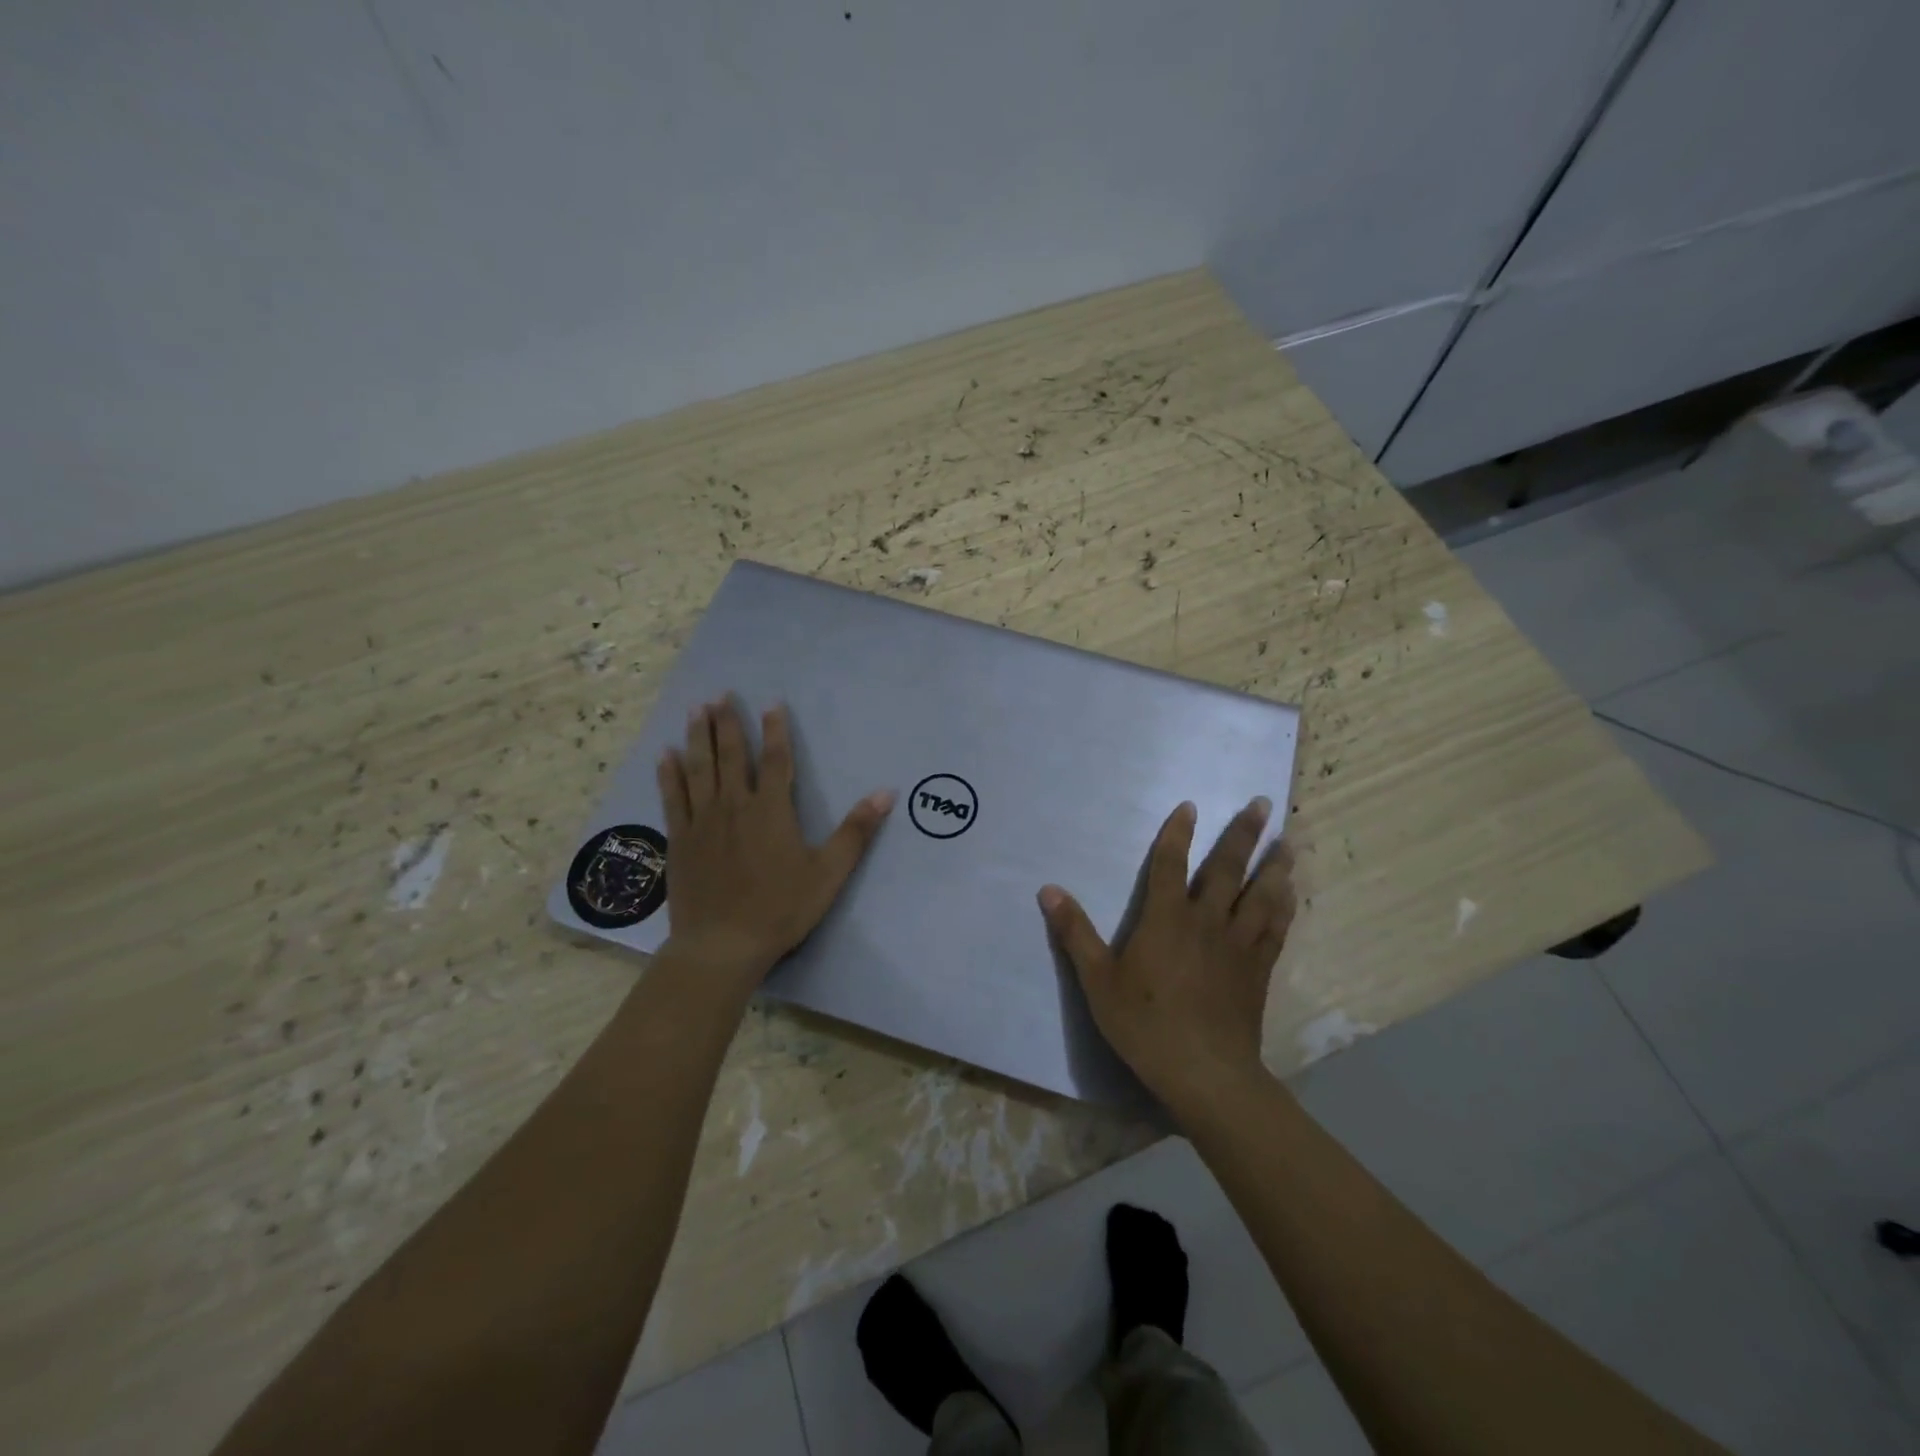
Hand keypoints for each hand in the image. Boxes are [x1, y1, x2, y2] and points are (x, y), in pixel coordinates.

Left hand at [656, 698, 894, 992]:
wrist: (722, 945)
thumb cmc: (780, 909)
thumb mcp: (828, 873)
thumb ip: (856, 831)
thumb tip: (886, 793)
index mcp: (771, 810)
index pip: (776, 760)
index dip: (776, 730)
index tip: (772, 704)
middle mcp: (734, 806)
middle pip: (731, 755)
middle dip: (728, 723)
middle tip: (721, 695)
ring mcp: (702, 821)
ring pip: (699, 768)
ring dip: (699, 738)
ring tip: (696, 710)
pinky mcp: (680, 840)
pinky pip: (673, 797)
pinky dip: (669, 775)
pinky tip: (665, 755)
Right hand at [1039, 798, 1295, 1114]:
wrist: (1205, 1073)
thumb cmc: (1145, 1023)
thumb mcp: (1098, 980)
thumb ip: (1075, 933)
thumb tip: (1048, 890)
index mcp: (1166, 919)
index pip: (1170, 865)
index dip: (1178, 833)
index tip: (1190, 806)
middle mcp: (1206, 922)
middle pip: (1227, 870)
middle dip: (1243, 835)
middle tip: (1262, 804)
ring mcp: (1237, 945)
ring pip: (1261, 895)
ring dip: (1274, 865)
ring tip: (1287, 842)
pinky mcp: (1258, 970)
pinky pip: (1275, 929)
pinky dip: (1284, 908)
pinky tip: (1291, 895)